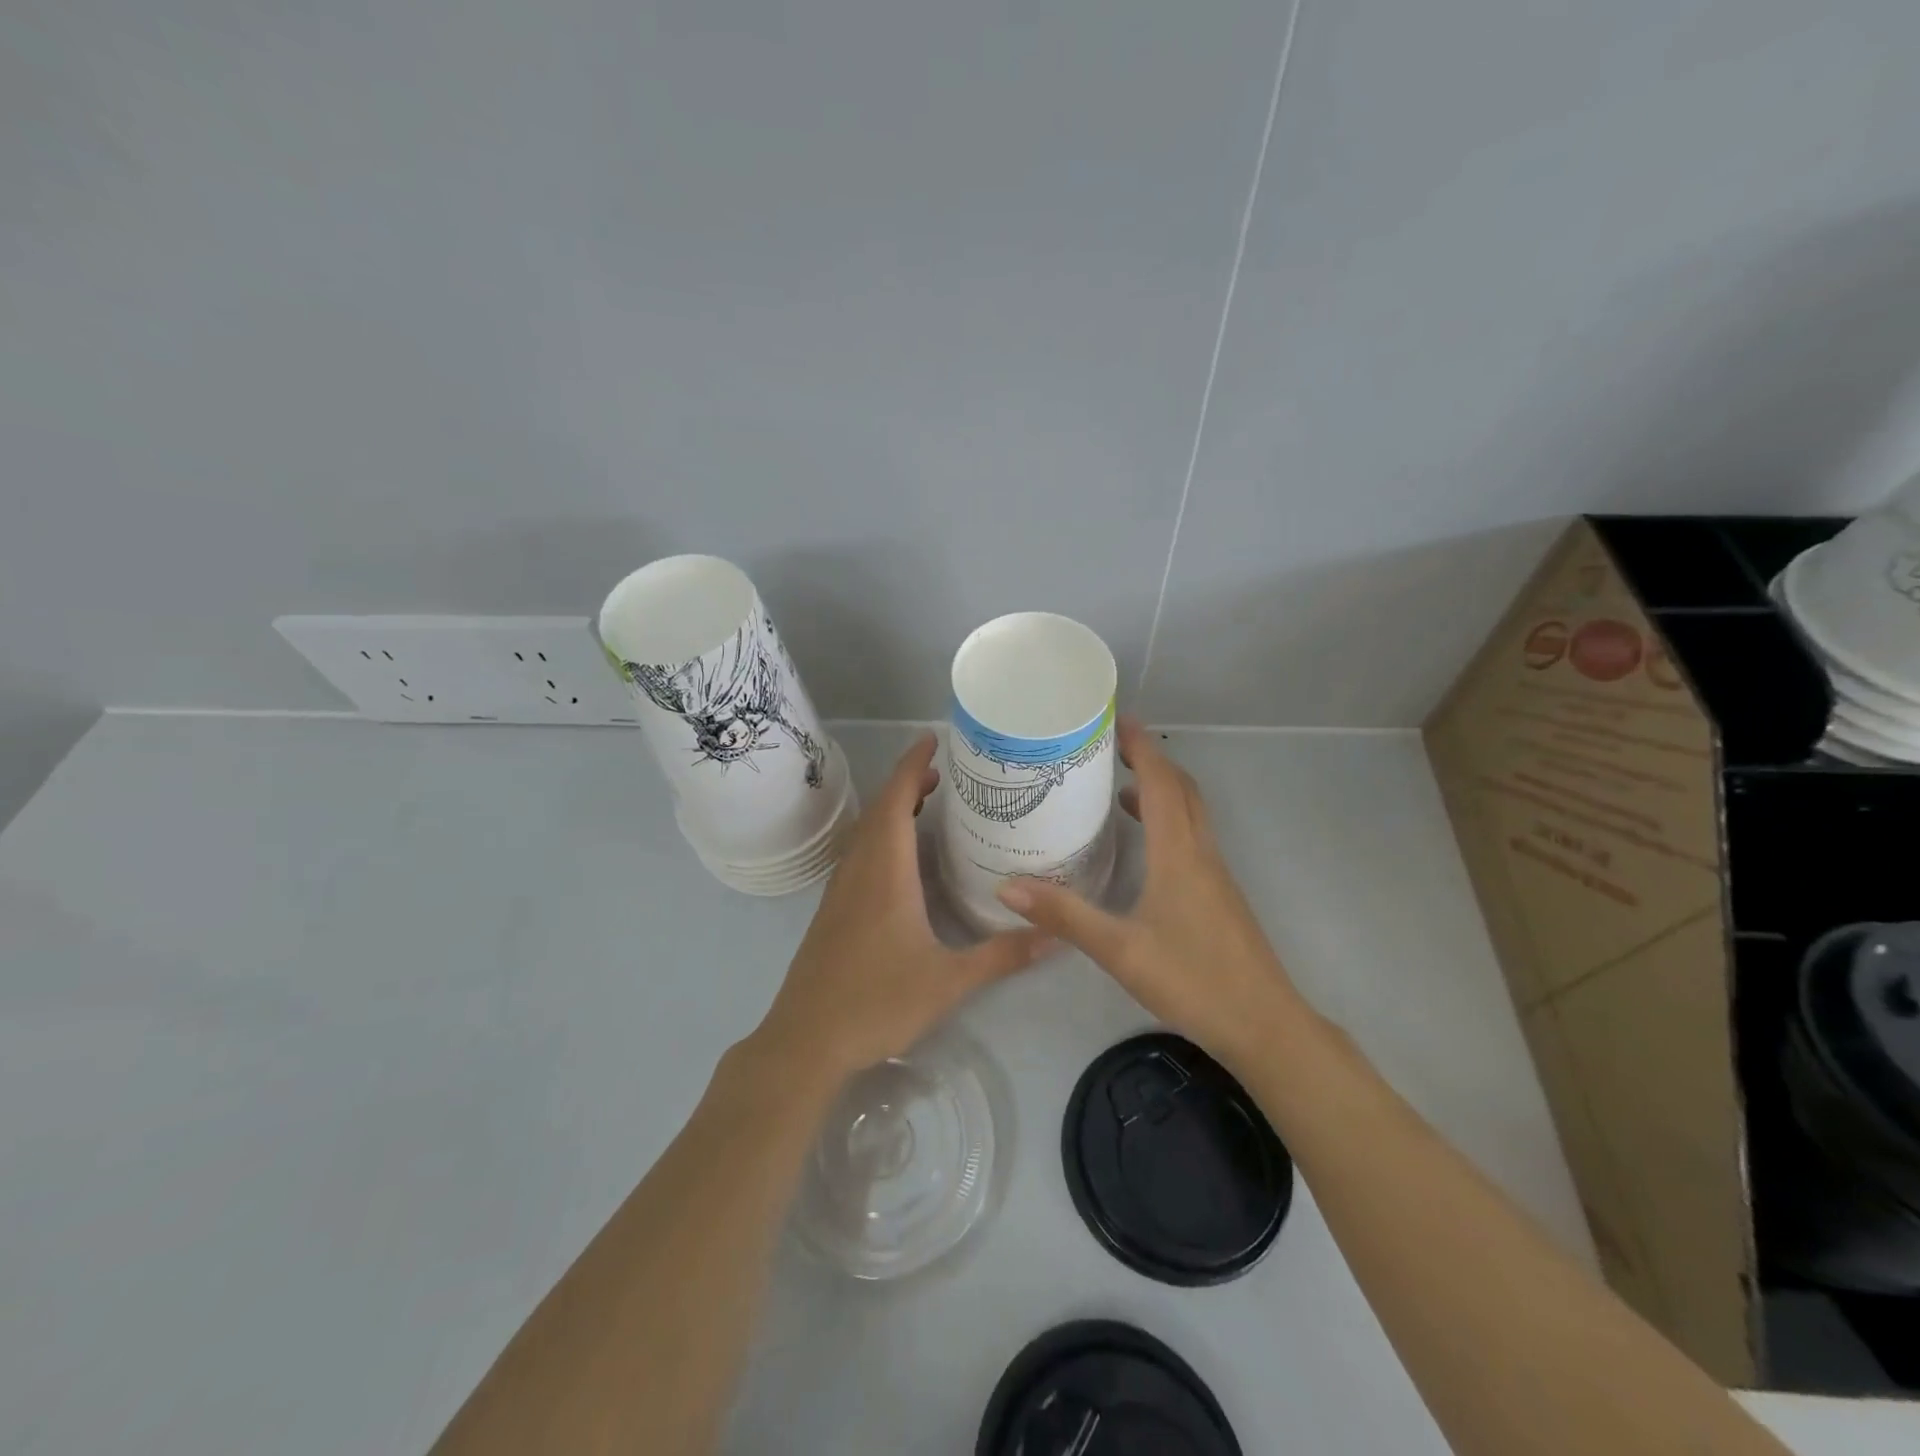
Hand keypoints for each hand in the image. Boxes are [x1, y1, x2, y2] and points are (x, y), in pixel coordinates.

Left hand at [752, 733, 1052, 1085]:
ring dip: (891, 808)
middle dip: (907, 783)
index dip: (912, 766)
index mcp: (885, 873)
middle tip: (941, 773)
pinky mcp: (832, 910)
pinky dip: (880, 835)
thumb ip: (1002, 956)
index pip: (895, 802)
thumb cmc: (876, 1002)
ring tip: (924, 803)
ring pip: (865, 832)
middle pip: (879, 810)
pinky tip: (899, 858)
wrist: (806, 1040)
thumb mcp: (948, 981)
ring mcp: (840, 890)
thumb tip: (1056, 936)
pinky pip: (858, 853)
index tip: (932, 740)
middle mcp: (859, 870)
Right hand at [995, 716, 1305, 1067]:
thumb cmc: (1194, 980)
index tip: (1116, 720)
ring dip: (1161, 790)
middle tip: (1111, 747)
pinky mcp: (1220, 894)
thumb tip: (1007, 886)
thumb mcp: (1120, 950)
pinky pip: (1192, 837)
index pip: (1161, 783)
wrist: (1266, 1025)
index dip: (1141, 748)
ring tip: (1118, 788)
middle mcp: (1201, 852)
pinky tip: (1143, 846)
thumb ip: (1065, 915)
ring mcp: (1215, 874)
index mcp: (1179, 853)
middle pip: (1181, 789)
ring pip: (1190, 813)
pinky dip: (1167, 820)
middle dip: (1150, 760)